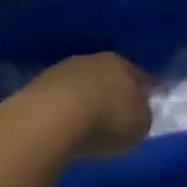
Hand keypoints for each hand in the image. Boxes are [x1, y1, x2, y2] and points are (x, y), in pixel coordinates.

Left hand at [5, 53, 153, 159]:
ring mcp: (62, 70)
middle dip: (112, 90)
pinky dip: (64, 107)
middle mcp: (93, 60)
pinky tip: (65, 122)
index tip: (149, 98)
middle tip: (117, 109)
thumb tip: (136, 111)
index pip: (140, 75)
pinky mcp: (37, 85)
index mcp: (123, 65)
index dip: (146, 89)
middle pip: (108, 74)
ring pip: (82, 82)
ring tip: (88, 119)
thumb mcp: (139, 126)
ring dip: (86, 97)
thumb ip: (141, 115)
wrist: (51, 118)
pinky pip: (60, 96)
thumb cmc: (106, 121)